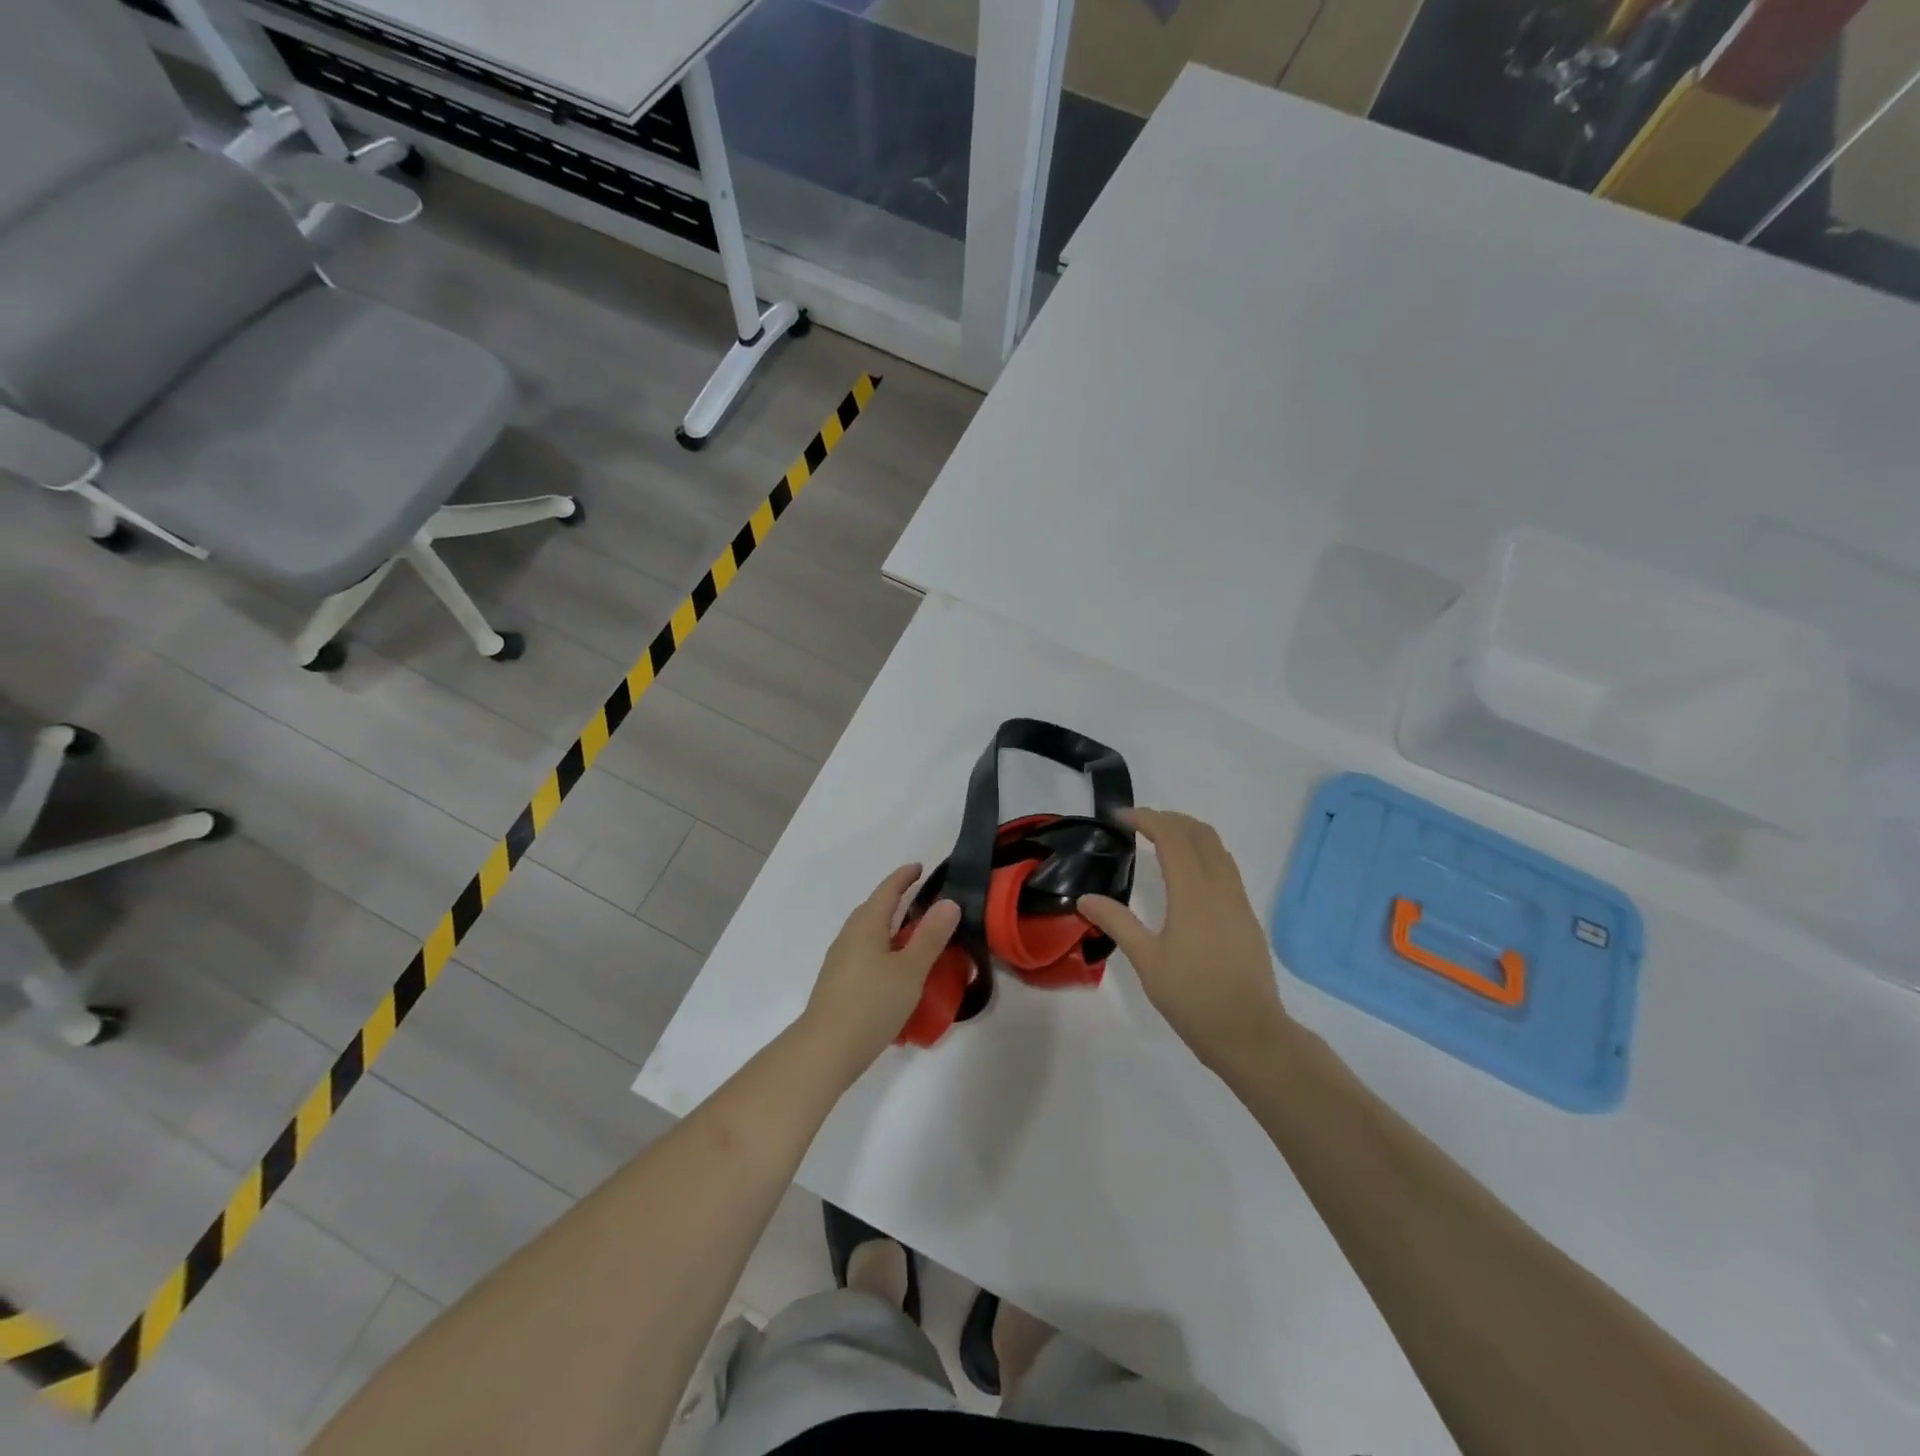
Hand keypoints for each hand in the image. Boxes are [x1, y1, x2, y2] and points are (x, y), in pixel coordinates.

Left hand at [800, 865, 960, 1083]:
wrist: (826, 1049)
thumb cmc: (872, 1003)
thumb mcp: (910, 969)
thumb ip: (930, 936)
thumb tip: (948, 902)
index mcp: (867, 925)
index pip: (887, 890)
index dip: (904, 877)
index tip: (920, 868)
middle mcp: (849, 936)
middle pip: (873, 908)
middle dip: (895, 900)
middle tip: (921, 900)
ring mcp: (840, 960)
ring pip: (867, 932)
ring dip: (888, 927)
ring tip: (912, 935)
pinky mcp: (838, 983)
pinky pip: (864, 953)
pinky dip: (882, 948)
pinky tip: (893, 970)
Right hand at [1079, 809, 1290, 1071]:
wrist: (1251, 1033)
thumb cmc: (1194, 997)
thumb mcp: (1147, 961)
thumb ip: (1118, 923)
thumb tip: (1085, 898)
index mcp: (1193, 892)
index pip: (1171, 836)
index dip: (1146, 818)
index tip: (1119, 817)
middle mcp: (1220, 887)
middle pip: (1199, 833)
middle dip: (1169, 819)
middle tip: (1139, 824)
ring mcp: (1238, 901)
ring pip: (1218, 848)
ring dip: (1189, 834)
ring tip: (1161, 841)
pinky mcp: (1247, 916)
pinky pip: (1226, 868)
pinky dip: (1204, 854)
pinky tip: (1188, 876)